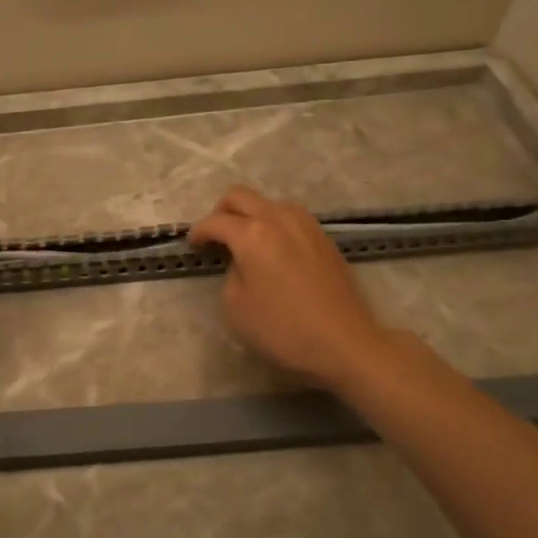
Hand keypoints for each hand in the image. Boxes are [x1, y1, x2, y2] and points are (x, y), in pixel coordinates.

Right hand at [189, 186, 397, 390]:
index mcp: (252, 234)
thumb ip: (231, 274)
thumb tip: (242, 262)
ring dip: (251, 214)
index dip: (198, 232)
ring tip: (246, 242)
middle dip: (221, 211)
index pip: (215, 221)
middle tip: (215, 236)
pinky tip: (275, 250)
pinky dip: (274, 225)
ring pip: (268, 202)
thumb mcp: (236, 308)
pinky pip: (290, 217)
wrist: (345, 341)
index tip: (193, 245)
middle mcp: (278, 218)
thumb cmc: (284, 329)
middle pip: (241, 196)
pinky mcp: (324, 237)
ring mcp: (306, 224)